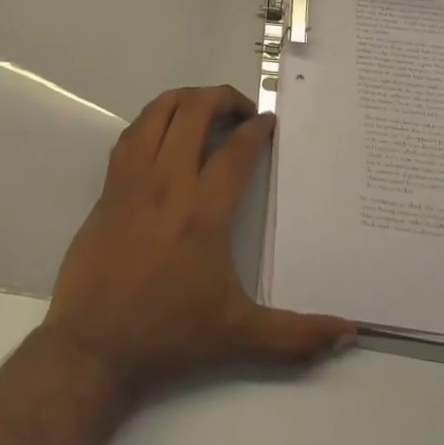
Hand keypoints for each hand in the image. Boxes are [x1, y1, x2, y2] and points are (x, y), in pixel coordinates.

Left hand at [43, 86, 354, 399]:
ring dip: (186, 99)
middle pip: (194, 112)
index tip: (269, 122)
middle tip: (242, 111)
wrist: (93, 346)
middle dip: (223, 98)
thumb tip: (349, 333)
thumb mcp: (239, 338)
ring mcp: (133, 179)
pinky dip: (153, 118)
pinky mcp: (109, 186)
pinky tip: (165, 130)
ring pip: (158, 112)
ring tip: (205, 107)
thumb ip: (296, 335)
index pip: (235, 150)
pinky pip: (132, 133)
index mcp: (203, 212)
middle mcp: (168, 183)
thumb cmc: (169, 335)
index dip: (256, 129)